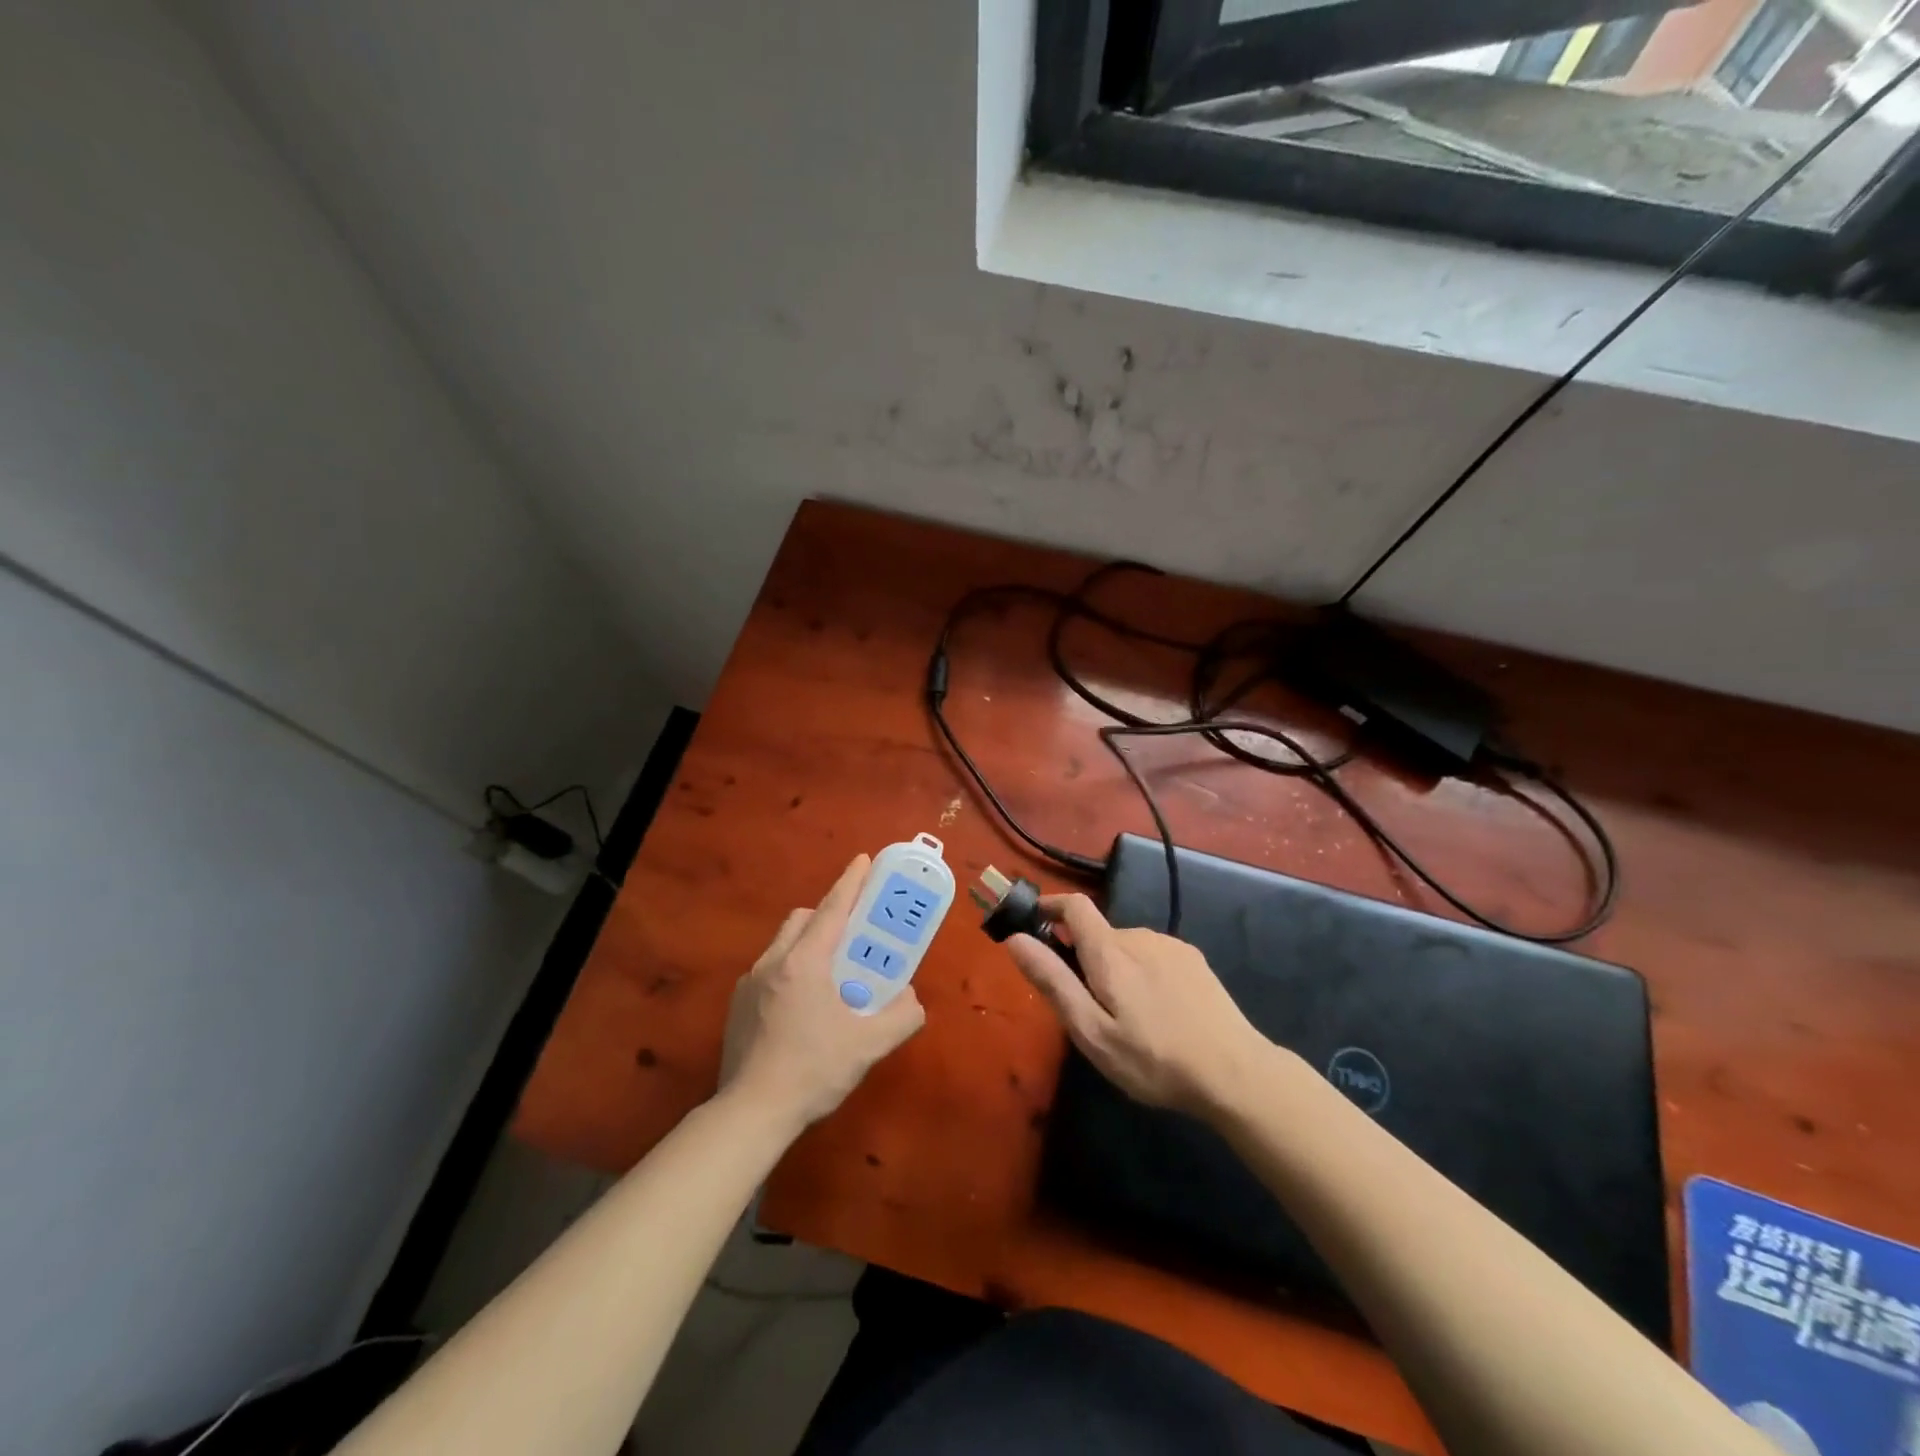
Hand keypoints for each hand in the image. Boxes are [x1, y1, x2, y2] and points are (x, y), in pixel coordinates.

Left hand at [720, 855, 925, 1131]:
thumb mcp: (869, 1046)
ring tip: (831, 973)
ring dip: (808, 943)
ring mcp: (750, 983)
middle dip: (828, 914)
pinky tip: (803, 1007)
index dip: (851, 882)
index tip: (864, 860)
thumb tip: (912, 999)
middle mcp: (773, 962)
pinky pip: (769, 970)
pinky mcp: (738, 1005)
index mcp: (805, 962)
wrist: (751, 1113)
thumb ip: (901, 1016)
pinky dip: (791, 970)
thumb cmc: (813, 1071)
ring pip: (783, 943)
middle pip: (802, 919)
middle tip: (854, 933)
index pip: (832, 909)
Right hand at [1005, 894, 1266, 1116]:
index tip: (1034, 922)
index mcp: (1110, 951)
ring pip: (1127, 947)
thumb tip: (1016, 938)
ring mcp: (1171, 946)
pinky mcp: (1194, 961)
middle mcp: (1139, 936)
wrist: (1236, 1073)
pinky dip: (1141, 973)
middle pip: (1099, 933)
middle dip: (1082, 956)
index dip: (1051, 906)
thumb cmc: (1154, 1059)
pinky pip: (1153, 956)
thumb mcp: (1092, 1031)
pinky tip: (1156, 1013)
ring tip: (1124, 1018)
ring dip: (1114, 967)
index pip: (1074, 906)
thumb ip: (1053, 981)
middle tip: (1085, 1006)